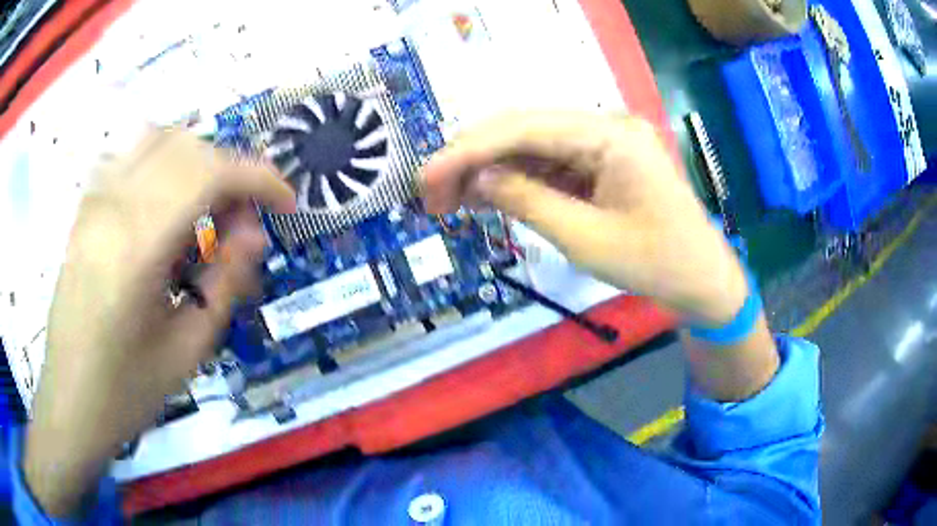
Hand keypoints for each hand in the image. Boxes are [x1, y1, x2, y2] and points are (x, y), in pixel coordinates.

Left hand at [24, 130, 294, 515]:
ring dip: (197, 162)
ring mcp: (94, 201)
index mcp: (137, 248)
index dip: (258, 177)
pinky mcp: (85, 208)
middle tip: (244, 220)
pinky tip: (165, 202)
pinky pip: (130, 155)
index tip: (285, 202)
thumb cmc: (127, 390)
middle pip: (188, 149)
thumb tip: (254, 233)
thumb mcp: (187, 351)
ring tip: (207, 206)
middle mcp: (113, 206)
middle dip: (231, 173)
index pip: (209, 173)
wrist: (70, 400)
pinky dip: (163, 162)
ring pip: (159, 140)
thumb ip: (225, 284)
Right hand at [424, 112, 776, 402]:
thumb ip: (527, 200)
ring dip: (490, 170)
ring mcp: (605, 142)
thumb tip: (475, 178)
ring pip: (532, 145)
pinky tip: (487, 196)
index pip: (524, 128)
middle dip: (473, 159)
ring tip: (451, 202)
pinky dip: (517, 180)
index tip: (426, 178)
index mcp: (611, 135)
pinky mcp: (603, 161)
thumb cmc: (655, 265)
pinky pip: (551, 163)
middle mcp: (606, 125)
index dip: (468, 150)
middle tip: (432, 194)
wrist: (701, 280)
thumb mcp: (585, 240)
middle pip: (524, 129)